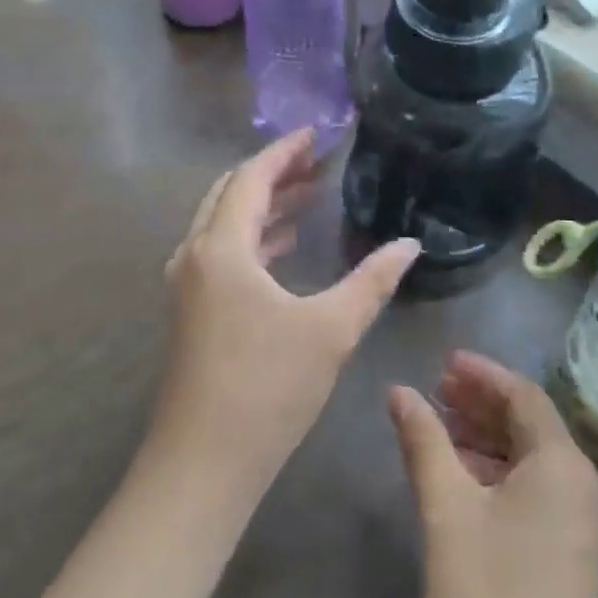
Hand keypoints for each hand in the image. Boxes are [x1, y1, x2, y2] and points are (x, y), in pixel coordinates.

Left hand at [151, 129, 419, 499]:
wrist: (203, 463)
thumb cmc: (267, 387)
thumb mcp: (331, 329)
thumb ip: (372, 281)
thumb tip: (409, 246)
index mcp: (222, 248)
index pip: (252, 177)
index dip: (285, 151)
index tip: (317, 135)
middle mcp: (195, 257)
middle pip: (231, 195)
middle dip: (273, 174)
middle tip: (316, 162)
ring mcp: (188, 287)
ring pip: (224, 226)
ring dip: (263, 207)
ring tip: (307, 197)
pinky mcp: (191, 314)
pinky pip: (222, 255)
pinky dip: (253, 240)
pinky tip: (283, 249)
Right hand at [388, 352, 597, 597]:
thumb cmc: (485, 594)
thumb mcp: (446, 508)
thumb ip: (423, 441)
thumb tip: (399, 391)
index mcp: (563, 465)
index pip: (523, 396)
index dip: (482, 374)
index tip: (442, 362)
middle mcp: (583, 485)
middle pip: (530, 424)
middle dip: (482, 403)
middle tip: (435, 389)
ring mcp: (581, 522)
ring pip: (531, 458)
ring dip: (486, 437)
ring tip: (439, 426)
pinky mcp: (571, 552)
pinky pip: (535, 489)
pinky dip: (498, 471)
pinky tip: (461, 475)